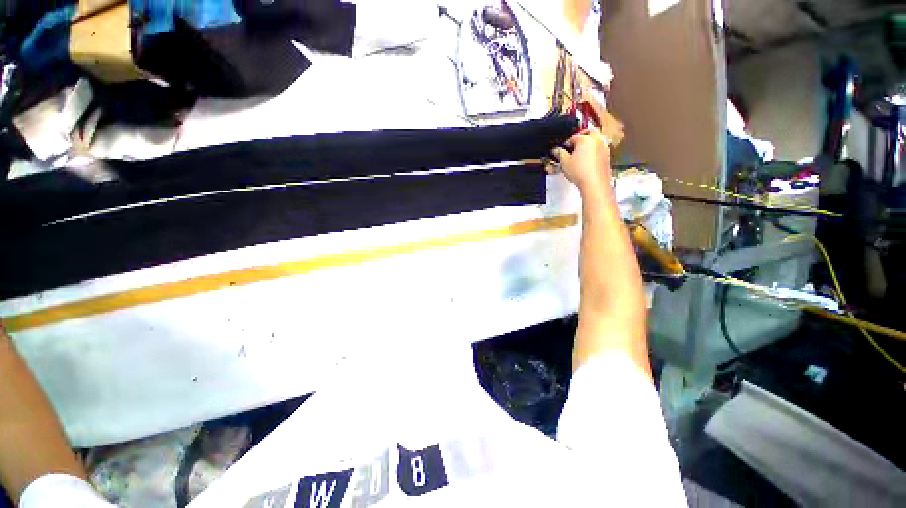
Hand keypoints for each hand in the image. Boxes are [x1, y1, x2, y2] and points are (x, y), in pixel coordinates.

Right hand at [550, 129, 611, 192]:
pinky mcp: (607, 156)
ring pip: (597, 139)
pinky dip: (594, 150)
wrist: (595, 183)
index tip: (563, 148)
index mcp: (585, 139)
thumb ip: (560, 153)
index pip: (574, 137)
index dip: (567, 143)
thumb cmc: (581, 173)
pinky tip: (588, 159)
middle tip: (575, 143)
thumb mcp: (565, 162)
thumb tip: (557, 150)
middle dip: (582, 135)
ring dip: (590, 142)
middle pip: (590, 132)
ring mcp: (604, 147)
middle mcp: (597, 141)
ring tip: (581, 151)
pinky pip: (600, 148)